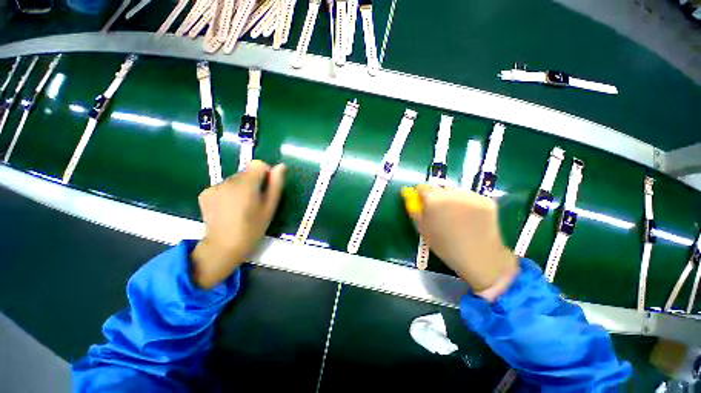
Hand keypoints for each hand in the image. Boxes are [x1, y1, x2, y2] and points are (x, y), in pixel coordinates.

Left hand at [192, 160, 285, 288]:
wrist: (223, 246)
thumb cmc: (253, 228)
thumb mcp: (270, 207)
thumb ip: (276, 185)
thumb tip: (281, 166)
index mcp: (247, 184)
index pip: (257, 164)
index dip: (265, 174)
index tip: (265, 189)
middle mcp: (228, 181)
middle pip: (246, 173)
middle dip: (252, 183)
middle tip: (254, 203)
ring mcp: (214, 186)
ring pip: (234, 180)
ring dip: (240, 188)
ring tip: (241, 208)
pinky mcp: (205, 193)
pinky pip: (223, 186)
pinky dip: (228, 193)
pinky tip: (228, 209)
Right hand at [406, 185, 517, 295]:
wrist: (478, 257)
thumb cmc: (444, 245)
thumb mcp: (423, 229)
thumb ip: (415, 211)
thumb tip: (411, 198)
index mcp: (433, 199)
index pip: (422, 187)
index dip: (421, 194)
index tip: (423, 202)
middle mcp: (451, 192)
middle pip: (439, 188)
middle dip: (437, 196)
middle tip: (440, 211)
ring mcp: (470, 195)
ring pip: (456, 191)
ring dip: (453, 198)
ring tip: (457, 215)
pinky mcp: (485, 199)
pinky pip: (471, 197)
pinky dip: (468, 203)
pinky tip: (471, 217)